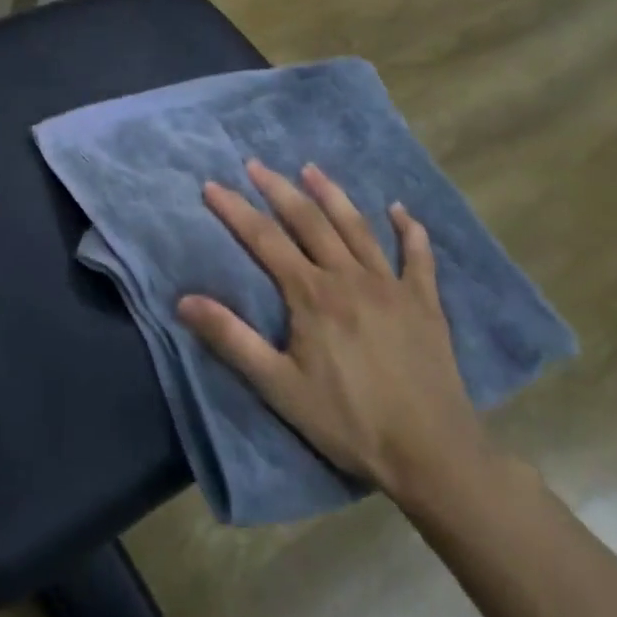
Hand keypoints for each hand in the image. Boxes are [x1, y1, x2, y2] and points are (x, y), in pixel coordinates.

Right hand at [177, 160, 489, 504]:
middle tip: (256, 164)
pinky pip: (418, 256)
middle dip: (279, 189)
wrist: (431, 452)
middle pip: (310, 221)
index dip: (235, 210)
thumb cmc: (347, 421)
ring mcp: (392, 286)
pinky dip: (409, 230)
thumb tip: (185, 300)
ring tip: (311, 169)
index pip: (265, 239)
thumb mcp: (278, 386)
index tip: (212, 185)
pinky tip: (400, 210)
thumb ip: (231, 339)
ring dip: (333, 195)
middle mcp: (350, 277)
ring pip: (358, 227)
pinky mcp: (425, 302)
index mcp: (312, 295)